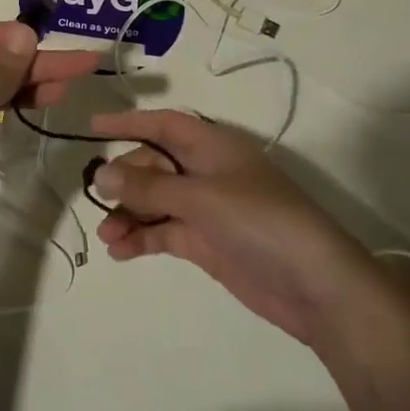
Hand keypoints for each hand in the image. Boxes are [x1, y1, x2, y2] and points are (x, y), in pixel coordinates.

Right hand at [89, 110, 380, 343]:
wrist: (317, 288)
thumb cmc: (261, 223)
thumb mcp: (202, 197)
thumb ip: (149, 186)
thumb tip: (102, 173)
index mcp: (213, 147)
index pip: (163, 124)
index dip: (129, 122)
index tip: (92, 127)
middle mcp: (207, 172)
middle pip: (153, 165)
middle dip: (124, 180)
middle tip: (98, 199)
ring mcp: (207, 209)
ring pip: (155, 201)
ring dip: (129, 214)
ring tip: (107, 235)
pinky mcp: (207, 243)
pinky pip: (163, 232)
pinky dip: (141, 239)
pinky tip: (119, 251)